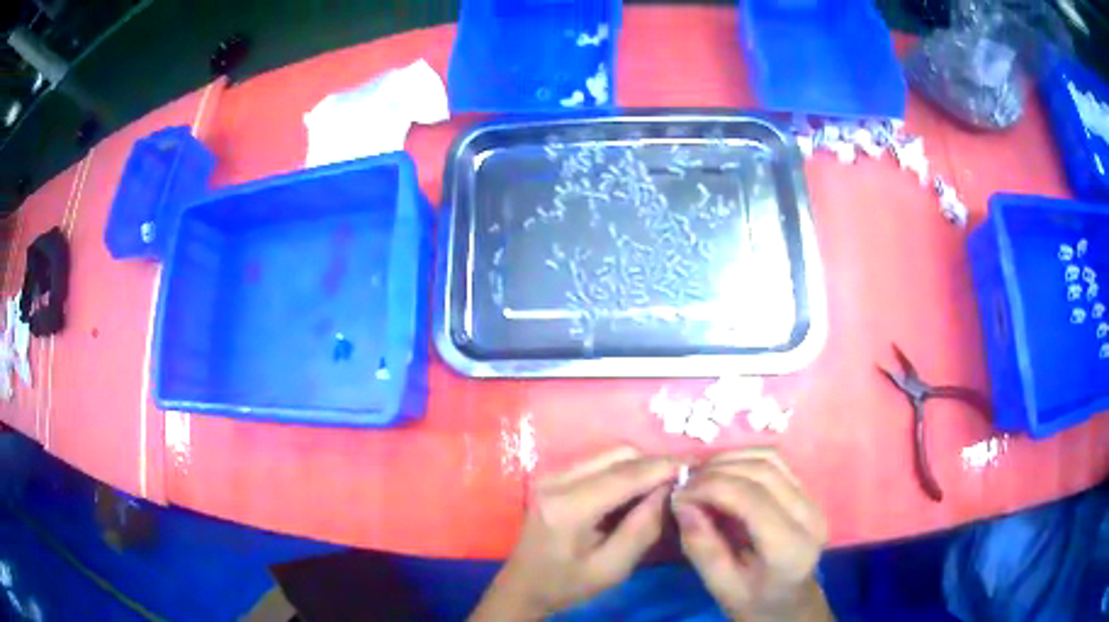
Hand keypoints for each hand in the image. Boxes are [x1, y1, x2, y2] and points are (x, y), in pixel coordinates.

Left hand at [470, 446, 681, 620]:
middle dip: (654, 464)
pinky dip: (623, 470)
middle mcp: (557, 480)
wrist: (523, 587)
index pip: (627, 475)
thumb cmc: (567, 585)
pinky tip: (636, 490)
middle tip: (681, 482)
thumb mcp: (612, 568)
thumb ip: (643, 528)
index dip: (665, 466)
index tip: (698, 465)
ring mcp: (552, 474)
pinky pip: (598, 462)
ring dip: (639, 466)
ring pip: (610, 454)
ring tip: (662, 487)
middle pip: (619, 454)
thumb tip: (670, 490)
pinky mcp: (553, 476)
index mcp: (568, 507)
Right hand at [672, 448, 832, 621]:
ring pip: (771, 459)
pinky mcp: (808, 493)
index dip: (710, 487)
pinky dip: (744, 460)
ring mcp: (813, 500)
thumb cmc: (754, 603)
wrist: (790, 606)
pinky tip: (722, 473)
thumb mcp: (720, 586)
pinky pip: (776, 463)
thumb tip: (681, 503)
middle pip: (763, 471)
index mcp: (789, 546)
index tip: (677, 493)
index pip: (751, 498)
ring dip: (731, 459)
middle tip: (684, 483)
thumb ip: (701, 546)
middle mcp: (808, 515)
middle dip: (717, 470)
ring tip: (700, 476)